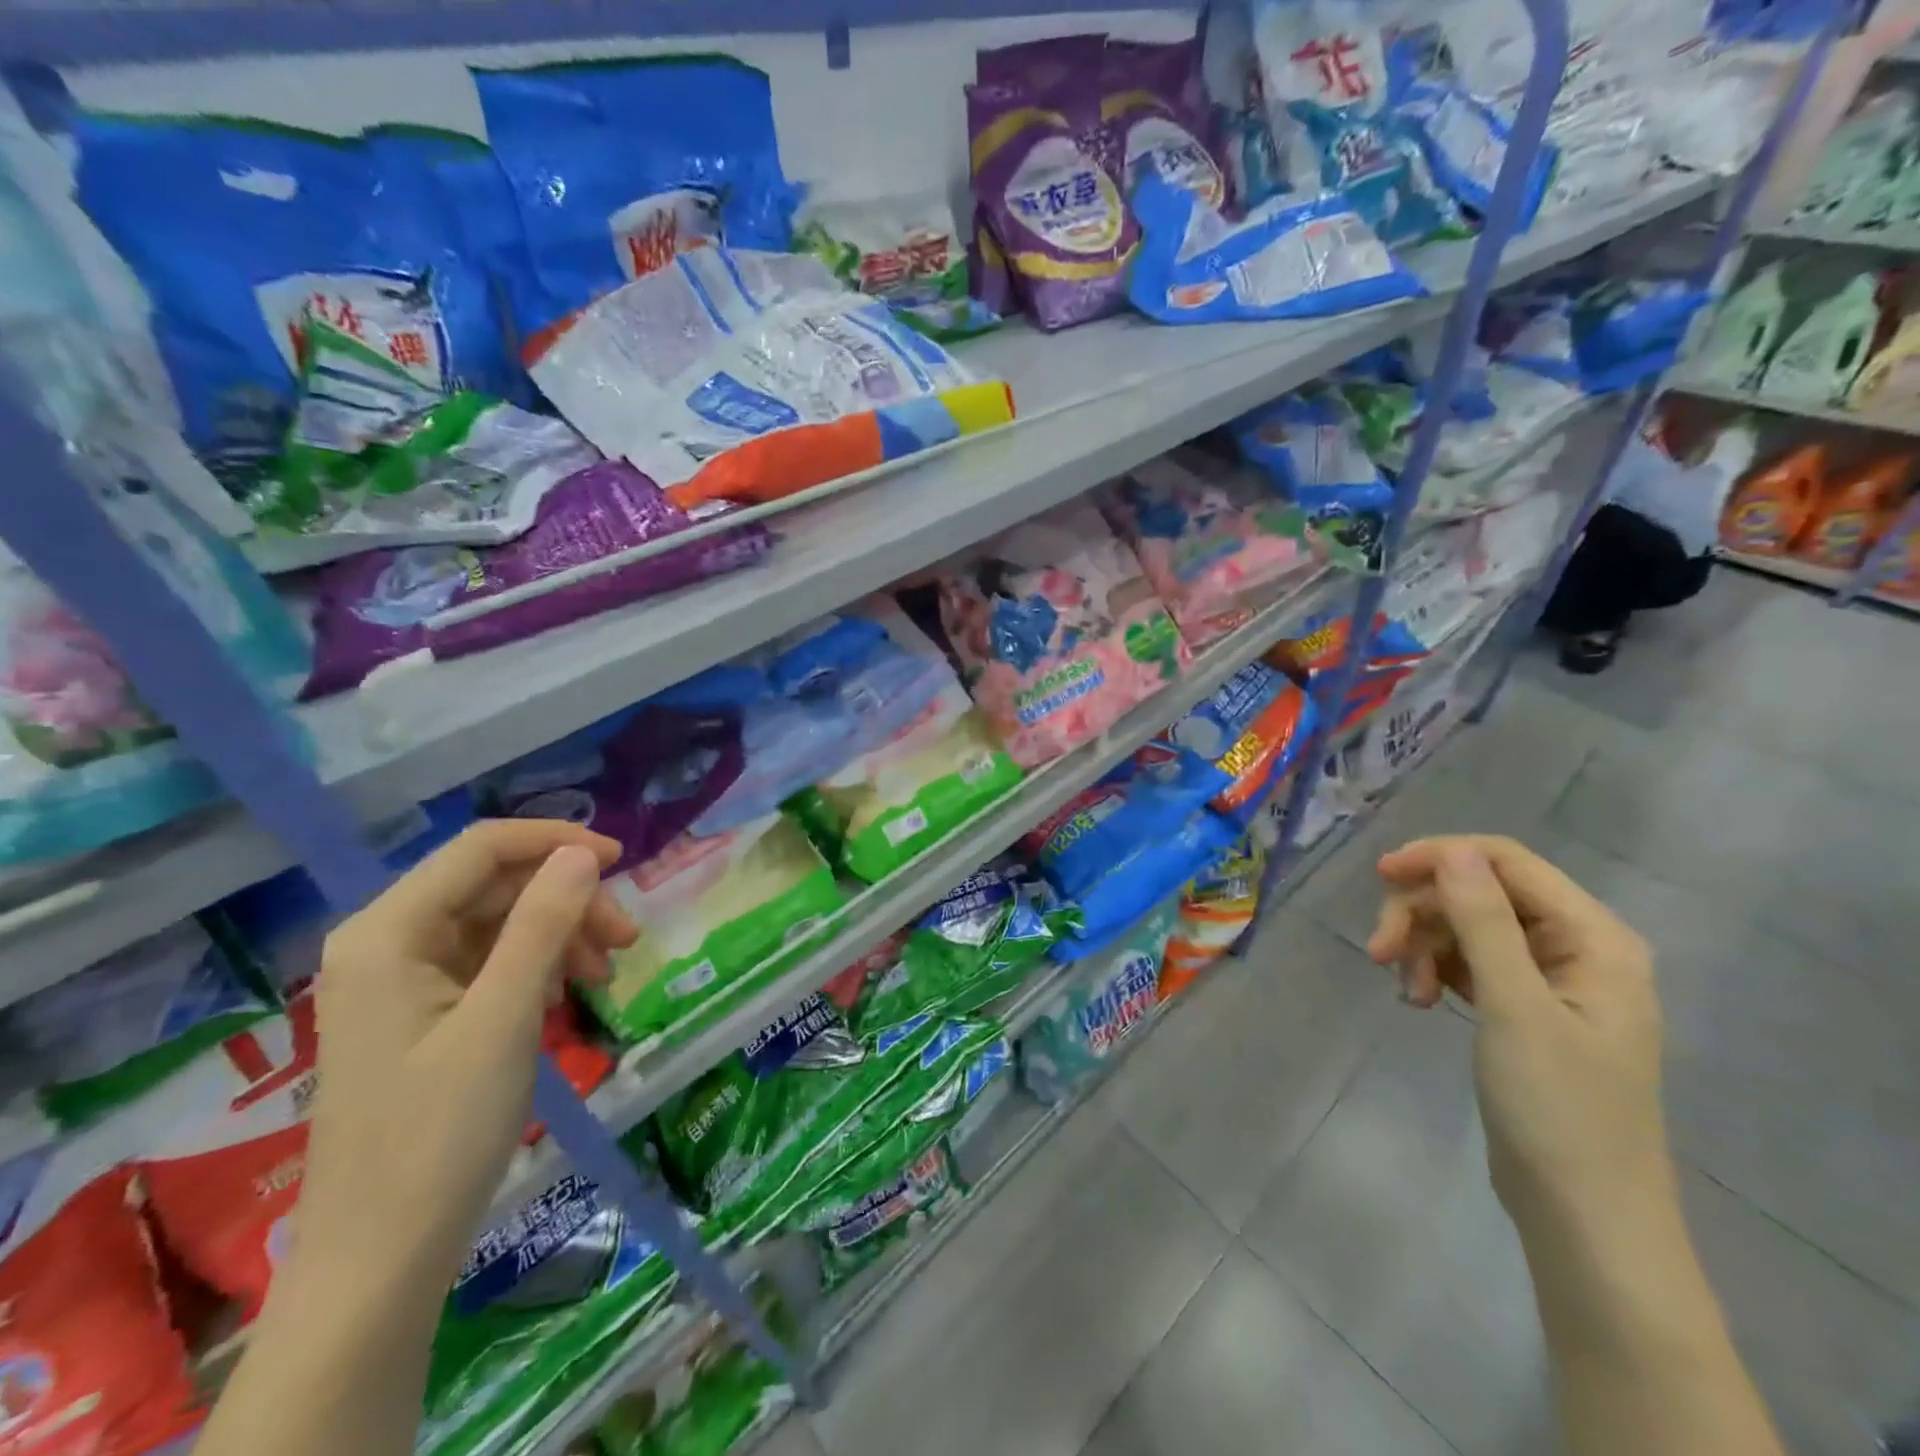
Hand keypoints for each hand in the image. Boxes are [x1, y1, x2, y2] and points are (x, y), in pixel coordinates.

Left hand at [295, 820, 636, 1292]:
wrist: (384, 1256)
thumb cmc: (441, 1131)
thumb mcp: (504, 1018)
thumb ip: (542, 924)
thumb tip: (582, 853)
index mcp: (388, 932)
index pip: (481, 848)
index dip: (556, 843)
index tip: (623, 862)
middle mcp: (387, 942)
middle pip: (495, 886)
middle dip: (567, 903)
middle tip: (626, 941)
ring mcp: (402, 981)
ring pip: (500, 924)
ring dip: (560, 937)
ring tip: (605, 977)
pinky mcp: (420, 1014)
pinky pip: (491, 964)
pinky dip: (538, 968)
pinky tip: (567, 997)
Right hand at [1366, 835, 1670, 1237]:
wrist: (1585, 1217)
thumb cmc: (1559, 1110)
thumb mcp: (1515, 1008)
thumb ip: (1484, 922)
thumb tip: (1454, 850)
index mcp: (1594, 938)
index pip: (1507, 862)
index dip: (1440, 857)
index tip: (1380, 876)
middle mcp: (1576, 948)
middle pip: (1480, 893)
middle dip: (1423, 913)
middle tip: (1379, 952)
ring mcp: (1550, 980)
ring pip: (1467, 927)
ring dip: (1424, 945)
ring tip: (1404, 992)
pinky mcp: (1524, 1009)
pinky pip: (1468, 962)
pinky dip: (1435, 971)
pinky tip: (1418, 1001)